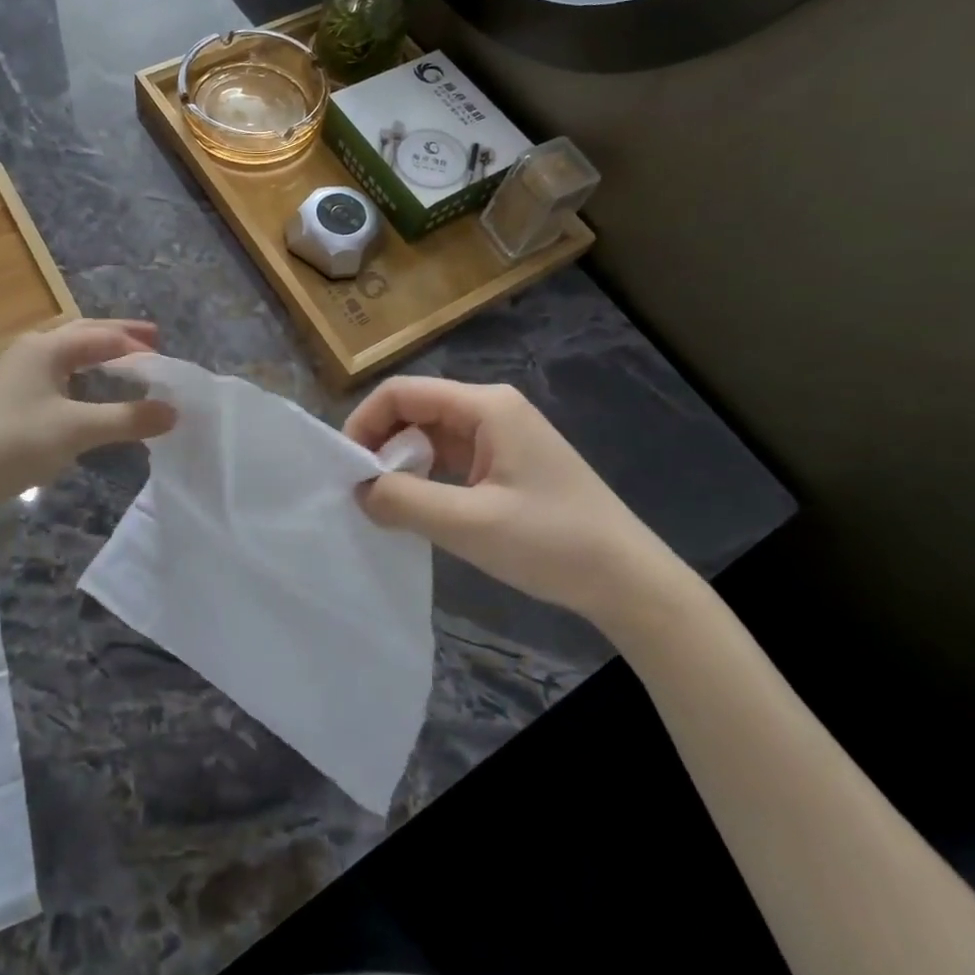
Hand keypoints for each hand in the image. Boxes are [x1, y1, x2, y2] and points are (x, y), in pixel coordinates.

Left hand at [0, 319, 176, 529]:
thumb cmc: (14, 444)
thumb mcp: (76, 430)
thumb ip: (128, 419)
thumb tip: (174, 412)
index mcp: (45, 348)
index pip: (102, 337)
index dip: (137, 347)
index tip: (167, 359)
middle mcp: (29, 351)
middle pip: (83, 334)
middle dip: (118, 336)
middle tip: (153, 340)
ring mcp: (14, 374)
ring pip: (66, 354)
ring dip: (98, 354)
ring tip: (125, 362)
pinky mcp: (7, 398)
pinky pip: (54, 374)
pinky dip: (80, 375)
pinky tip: (87, 393)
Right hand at [345, 377, 679, 624]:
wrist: (629, 581)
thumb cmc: (552, 542)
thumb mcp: (469, 523)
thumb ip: (404, 501)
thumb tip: (358, 490)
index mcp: (485, 406)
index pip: (402, 393)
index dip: (365, 422)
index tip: (345, 467)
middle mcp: (491, 409)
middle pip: (415, 410)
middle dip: (381, 444)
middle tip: (360, 490)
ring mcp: (502, 436)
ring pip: (431, 435)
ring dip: (402, 463)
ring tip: (384, 502)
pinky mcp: (507, 463)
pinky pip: (451, 457)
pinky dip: (426, 476)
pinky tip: (417, 507)